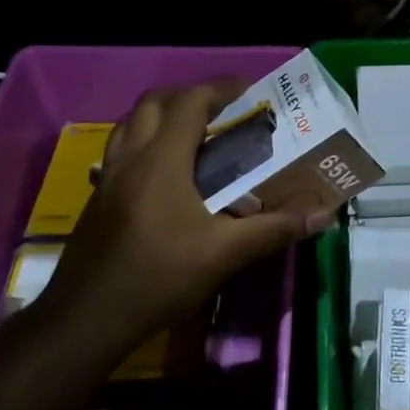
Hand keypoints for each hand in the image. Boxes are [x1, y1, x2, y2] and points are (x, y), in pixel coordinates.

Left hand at [44, 80, 331, 342]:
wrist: (86, 320)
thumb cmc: (158, 277)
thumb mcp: (224, 254)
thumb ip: (274, 229)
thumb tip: (322, 215)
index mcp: (161, 160)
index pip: (190, 102)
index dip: (220, 88)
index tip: (249, 90)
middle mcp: (130, 157)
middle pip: (153, 102)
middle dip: (188, 96)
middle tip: (221, 110)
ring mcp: (107, 178)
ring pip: (130, 124)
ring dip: (160, 116)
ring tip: (193, 134)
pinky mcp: (97, 201)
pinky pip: (120, 152)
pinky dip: (143, 144)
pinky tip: (164, 177)